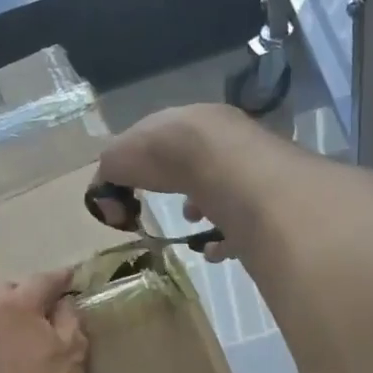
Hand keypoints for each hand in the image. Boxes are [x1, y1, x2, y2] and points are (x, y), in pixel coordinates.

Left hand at [0, 269, 87, 372]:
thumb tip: (62, 303)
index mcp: (14, 303)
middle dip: (28, 292)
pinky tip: (15, 343)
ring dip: (9, 309)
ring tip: (30, 322)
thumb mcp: (73, 346)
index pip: (41, 281)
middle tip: (50, 304)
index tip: (72, 278)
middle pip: (8, 289)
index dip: (61, 279)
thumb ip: (68, 316)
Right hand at [95, 105, 279, 263]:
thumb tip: (108, 204)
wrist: (221, 162)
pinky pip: (244, 221)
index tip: (138, 189)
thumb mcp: (117, 159)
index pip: (166, 139)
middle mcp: (219, 136)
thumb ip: (107, 176)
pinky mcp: (265, 196)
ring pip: (224, 190)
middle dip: (184, 186)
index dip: (149, 164)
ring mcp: (246, 164)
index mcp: (183, 121)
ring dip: (207, 210)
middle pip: (199, 164)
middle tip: (175, 208)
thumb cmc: (163, 154)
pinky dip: (226, 239)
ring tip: (194, 230)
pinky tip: (213, 251)